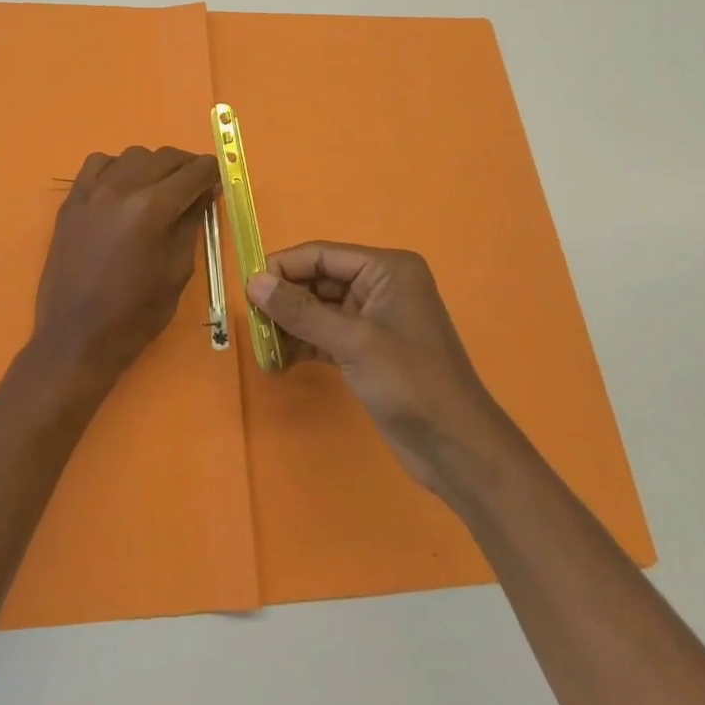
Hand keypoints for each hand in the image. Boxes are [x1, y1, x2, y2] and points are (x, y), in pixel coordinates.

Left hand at [31, 146, 219, 385]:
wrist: (76, 338)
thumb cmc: (135, 314)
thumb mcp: (178, 270)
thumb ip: (192, 222)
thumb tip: (204, 191)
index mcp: (153, 209)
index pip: (192, 172)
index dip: (211, 171)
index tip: (217, 178)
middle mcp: (121, 189)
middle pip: (164, 157)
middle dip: (186, 166)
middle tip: (195, 186)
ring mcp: (91, 192)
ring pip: (132, 155)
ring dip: (153, 166)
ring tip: (159, 189)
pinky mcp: (71, 201)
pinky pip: (98, 164)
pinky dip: (117, 168)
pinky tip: (122, 188)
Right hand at [248, 244, 496, 493]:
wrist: (457, 449)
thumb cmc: (410, 383)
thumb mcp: (353, 343)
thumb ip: (301, 311)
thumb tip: (253, 282)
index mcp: (387, 269)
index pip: (322, 255)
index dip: (283, 267)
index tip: (247, 288)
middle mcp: (381, 285)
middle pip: (318, 280)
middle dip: (285, 300)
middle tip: (251, 322)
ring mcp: (375, 319)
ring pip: (319, 309)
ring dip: (291, 325)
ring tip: (262, 346)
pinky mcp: (368, 349)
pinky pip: (326, 334)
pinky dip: (304, 345)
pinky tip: (279, 362)